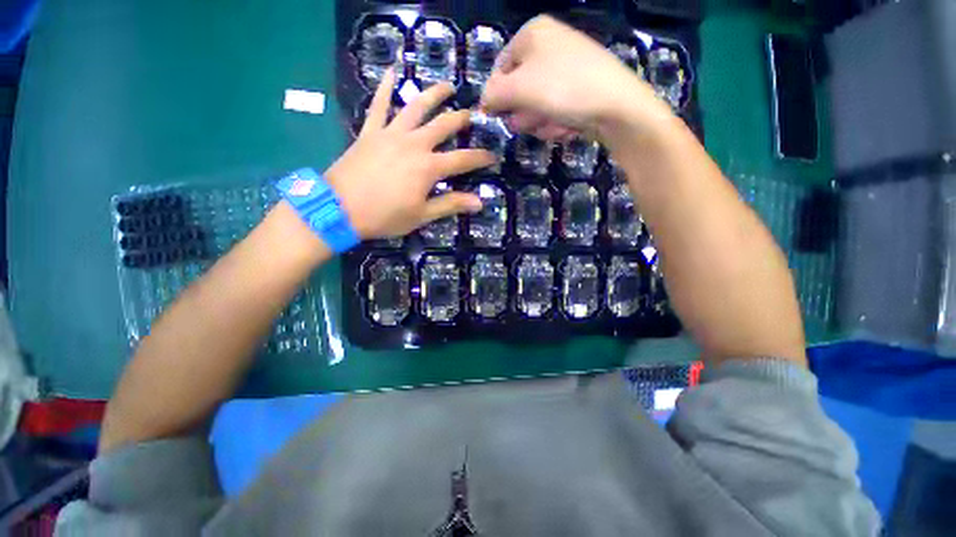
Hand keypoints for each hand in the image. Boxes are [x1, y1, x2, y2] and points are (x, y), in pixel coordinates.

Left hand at [326, 69, 495, 238]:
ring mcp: (390, 134)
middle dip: (461, 119)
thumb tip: (480, 202)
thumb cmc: (385, 216)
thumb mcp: (422, 215)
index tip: (493, 155)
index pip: (463, 159)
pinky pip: (378, 105)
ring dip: (434, 94)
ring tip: (447, 86)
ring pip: (416, 107)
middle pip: (443, 125)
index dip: (481, 158)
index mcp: (429, 167)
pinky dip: (385, 87)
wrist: (339, 209)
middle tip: (472, 114)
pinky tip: (392, 71)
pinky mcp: (370, 132)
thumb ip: (451, 205)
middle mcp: (414, 144)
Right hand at [481, 16, 670, 140]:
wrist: (617, 106)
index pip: (499, 69)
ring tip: (557, 122)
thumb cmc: (564, 89)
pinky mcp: (576, 90)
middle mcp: (548, 47)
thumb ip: (494, 94)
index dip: (496, 96)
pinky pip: (554, 111)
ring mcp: (564, 70)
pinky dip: (557, 123)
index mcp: (532, 34)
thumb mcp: (520, 89)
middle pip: (518, 91)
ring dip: (541, 122)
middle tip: (534, 118)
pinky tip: (569, 124)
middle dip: (525, 113)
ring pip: (536, 107)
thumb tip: (482, 102)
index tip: (498, 117)